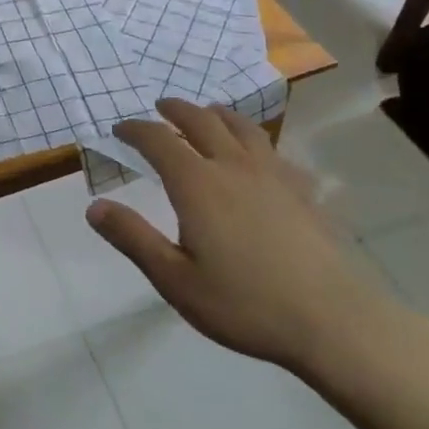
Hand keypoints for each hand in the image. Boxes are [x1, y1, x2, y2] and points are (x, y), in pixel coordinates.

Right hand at [86, 99, 392, 371]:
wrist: (333, 321)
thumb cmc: (245, 304)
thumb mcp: (175, 279)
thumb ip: (133, 238)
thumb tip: (94, 207)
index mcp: (197, 184)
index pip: (158, 140)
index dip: (136, 129)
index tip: (119, 129)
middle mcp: (233, 166)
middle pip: (201, 121)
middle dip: (176, 110)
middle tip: (161, 107)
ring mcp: (274, 175)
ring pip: (242, 127)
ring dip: (218, 114)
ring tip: (208, 114)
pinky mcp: (303, 191)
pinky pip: (276, 151)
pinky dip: (257, 142)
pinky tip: (261, 157)